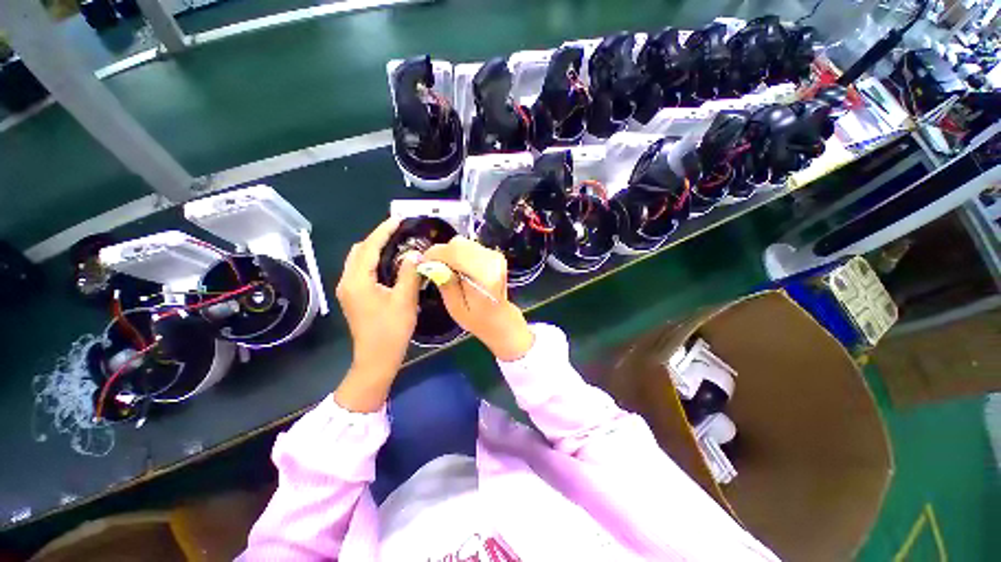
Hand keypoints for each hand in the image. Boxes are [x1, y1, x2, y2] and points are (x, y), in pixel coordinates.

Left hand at [334, 218, 421, 411]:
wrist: (376, 359)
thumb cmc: (391, 330)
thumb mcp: (404, 300)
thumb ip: (409, 273)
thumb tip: (415, 253)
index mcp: (357, 280)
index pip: (369, 247)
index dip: (384, 231)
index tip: (398, 219)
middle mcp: (347, 281)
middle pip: (359, 250)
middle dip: (378, 237)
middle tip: (400, 232)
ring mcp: (348, 289)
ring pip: (358, 259)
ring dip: (375, 248)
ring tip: (397, 243)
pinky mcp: (354, 296)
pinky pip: (361, 269)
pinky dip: (374, 260)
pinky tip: (390, 262)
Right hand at [423, 237, 533, 361]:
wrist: (501, 318)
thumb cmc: (477, 318)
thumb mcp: (455, 307)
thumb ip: (445, 283)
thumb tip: (431, 264)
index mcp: (485, 275)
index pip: (455, 252)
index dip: (435, 254)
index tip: (423, 263)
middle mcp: (492, 260)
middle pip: (458, 243)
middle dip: (442, 252)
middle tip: (433, 267)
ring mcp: (495, 255)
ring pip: (463, 243)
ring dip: (450, 252)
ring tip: (445, 269)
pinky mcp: (494, 254)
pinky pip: (470, 246)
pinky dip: (459, 253)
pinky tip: (457, 268)